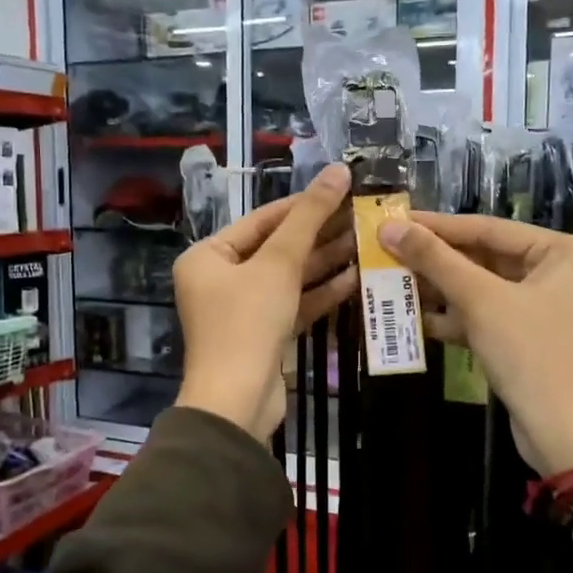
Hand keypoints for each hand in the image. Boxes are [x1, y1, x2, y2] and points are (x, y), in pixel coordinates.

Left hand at [173, 164, 357, 440]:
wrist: (238, 402)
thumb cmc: (248, 322)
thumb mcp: (279, 264)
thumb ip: (309, 217)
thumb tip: (337, 170)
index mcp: (208, 257)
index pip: (262, 219)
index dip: (303, 204)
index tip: (343, 190)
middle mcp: (220, 280)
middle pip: (276, 248)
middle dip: (318, 235)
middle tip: (361, 216)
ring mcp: (242, 310)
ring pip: (288, 278)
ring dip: (324, 263)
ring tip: (364, 243)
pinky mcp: (263, 335)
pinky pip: (293, 304)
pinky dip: (320, 293)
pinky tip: (354, 279)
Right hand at [378, 213, 572, 476]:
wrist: (566, 435)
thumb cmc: (532, 355)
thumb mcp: (481, 301)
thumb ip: (435, 260)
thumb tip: (389, 227)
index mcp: (561, 251)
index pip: (488, 229)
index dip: (437, 226)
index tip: (393, 219)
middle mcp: (557, 273)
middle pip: (484, 257)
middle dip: (435, 261)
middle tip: (386, 251)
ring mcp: (542, 307)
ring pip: (480, 289)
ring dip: (439, 289)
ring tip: (391, 281)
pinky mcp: (527, 338)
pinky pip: (485, 316)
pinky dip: (453, 317)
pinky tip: (414, 317)